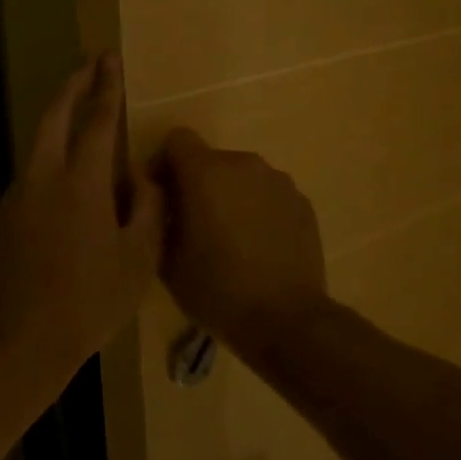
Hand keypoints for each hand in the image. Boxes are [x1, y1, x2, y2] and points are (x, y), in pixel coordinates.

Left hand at [0, 54, 163, 378]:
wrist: (16, 342)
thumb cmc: (87, 302)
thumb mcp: (136, 260)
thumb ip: (146, 209)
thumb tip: (145, 177)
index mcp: (81, 182)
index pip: (97, 120)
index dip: (107, 87)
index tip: (110, 59)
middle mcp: (44, 176)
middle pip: (54, 114)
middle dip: (73, 84)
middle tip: (91, 65)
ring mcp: (20, 194)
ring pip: (38, 139)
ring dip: (58, 115)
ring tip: (82, 109)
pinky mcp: (8, 215)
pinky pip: (34, 166)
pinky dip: (52, 148)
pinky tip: (70, 168)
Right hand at [152, 129, 326, 347]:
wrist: (286, 319)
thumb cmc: (217, 290)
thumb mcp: (167, 260)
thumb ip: (158, 219)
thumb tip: (162, 203)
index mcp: (206, 172)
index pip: (177, 140)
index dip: (164, 162)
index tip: (163, 195)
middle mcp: (244, 164)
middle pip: (211, 160)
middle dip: (198, 184)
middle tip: (193, 224)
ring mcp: (279, 181)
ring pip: (242, 178)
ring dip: (230, 196)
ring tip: (230, 238)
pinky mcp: (302, 202)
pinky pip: (269, 195)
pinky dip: (258, 210)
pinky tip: (259, 247)